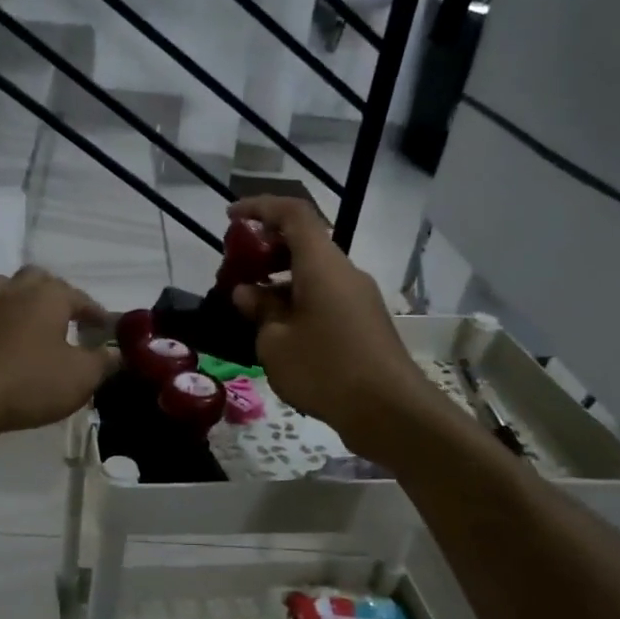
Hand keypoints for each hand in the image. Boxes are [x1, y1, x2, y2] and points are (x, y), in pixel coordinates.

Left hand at [0, 267, 119, 437]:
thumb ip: (104, 361)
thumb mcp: (82, 377)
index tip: (106, 328)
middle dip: (54, 293)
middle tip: (66, 318)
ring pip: (2, 287)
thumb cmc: (32, 383)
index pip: (81, 298)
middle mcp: (15, 292)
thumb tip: (117, 352)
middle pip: (38, 278)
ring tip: (28, 320)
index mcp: (49, 297)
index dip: (96, 313)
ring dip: (17, 298)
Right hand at [227, 197, 427, 459]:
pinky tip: (277, 331)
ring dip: (279, 280)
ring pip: (314, 273)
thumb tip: (248, 294)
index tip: (230, 217)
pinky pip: (324, 297)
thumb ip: (259, 310)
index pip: (292, 214)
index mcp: (322, 264)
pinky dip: (297, 301)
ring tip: (249, 306)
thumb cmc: (325, 370)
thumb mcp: (275, 342)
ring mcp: (358, 297)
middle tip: (235, 269)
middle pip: (304, 242)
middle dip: (266, 249)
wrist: (389, 410)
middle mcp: (344, 272)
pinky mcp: (363, 322)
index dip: (259, 208)